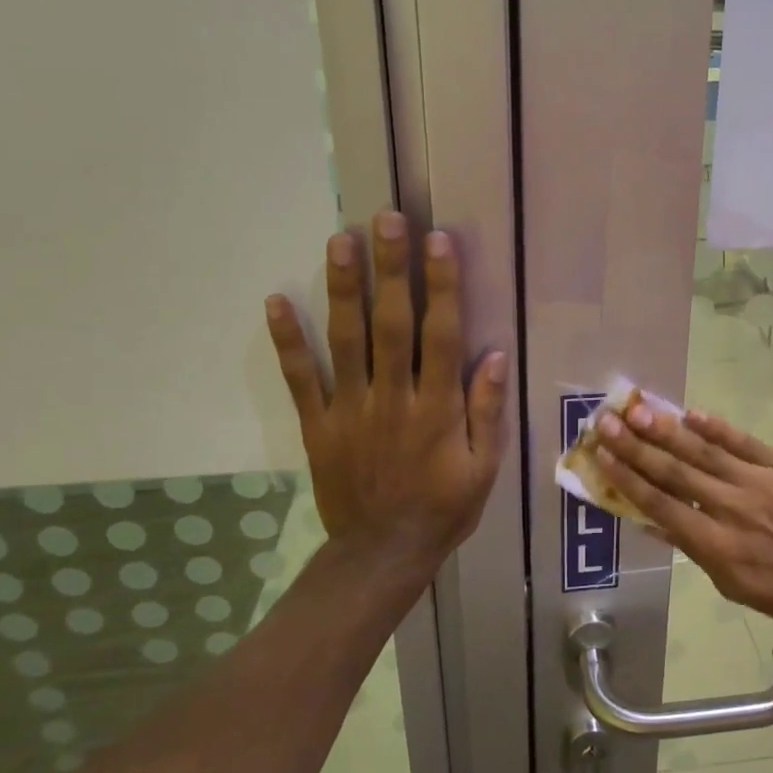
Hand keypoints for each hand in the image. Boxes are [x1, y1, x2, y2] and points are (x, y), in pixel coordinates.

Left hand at [265, 211, 507, 578]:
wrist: (383, 554)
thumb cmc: (444, 508)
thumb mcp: (484, 468)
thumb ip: (487, 411)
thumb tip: (496, 356)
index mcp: (436, 408)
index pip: (440, 335)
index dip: (441, 286)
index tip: (438, 242)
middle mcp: (392, 399)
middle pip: (392, 324)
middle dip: (391, 269)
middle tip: (386, 219)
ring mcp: (350, 410)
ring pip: (346, 340)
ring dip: (343, 289)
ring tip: (340, 240)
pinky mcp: (319, 425)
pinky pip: (300, 379)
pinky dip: (287, 341)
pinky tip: (277, 301)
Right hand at [595, 404, 772, 634]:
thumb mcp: (731, 585)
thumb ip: (691, 549)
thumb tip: (650, 523)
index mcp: (715, 543)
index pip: (661, 504)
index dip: (628, 479)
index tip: (602, 456)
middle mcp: (731, 507)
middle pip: (675, 472)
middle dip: (636, 446)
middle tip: (606, 422)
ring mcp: (759, 482)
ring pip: (705, 451)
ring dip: (668, 430)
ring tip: (638, 410)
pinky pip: (745, 443)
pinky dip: (718, 427)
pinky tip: (692, 413)